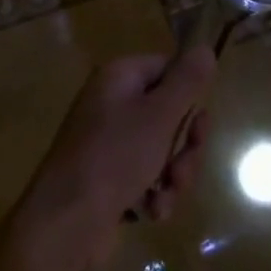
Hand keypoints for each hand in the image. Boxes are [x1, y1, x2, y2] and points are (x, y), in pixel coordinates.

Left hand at [20, 45, 216, 267]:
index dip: (188, 96)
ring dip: (173, 176)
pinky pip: (145, 176)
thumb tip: (205, 48)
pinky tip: (151, 212)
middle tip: (182, 168)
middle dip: (185, 147)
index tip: (199, 122)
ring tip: (166, 196)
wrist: (65, 223)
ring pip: (161, 150)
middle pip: (168, 114)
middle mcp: (111, 103)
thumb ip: (187, 81)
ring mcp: (107, 142)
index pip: (167, 69)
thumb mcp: (159, 115)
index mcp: (119, 78)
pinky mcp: (107, 177)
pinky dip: (154, 194)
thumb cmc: (115, 157)